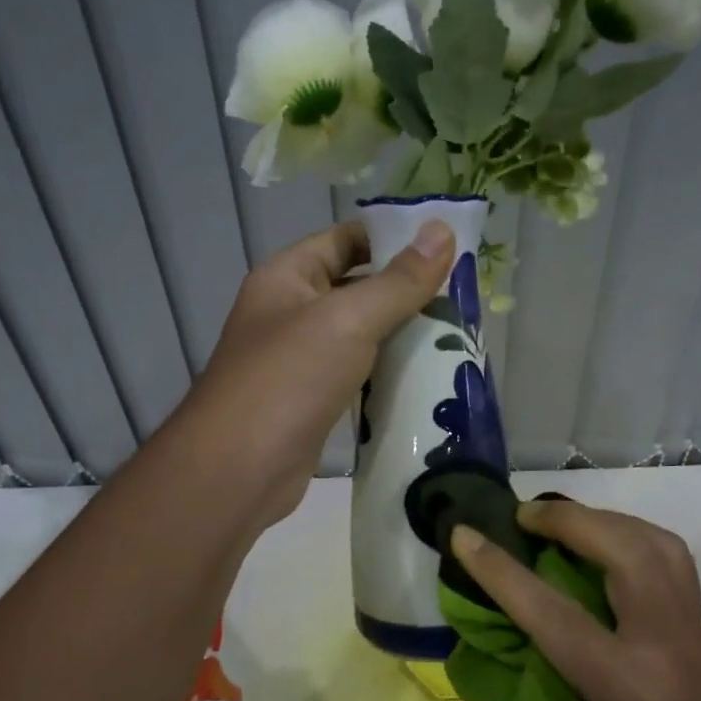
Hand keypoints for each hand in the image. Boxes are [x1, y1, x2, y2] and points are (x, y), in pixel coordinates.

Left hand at [182, 219, 453, 526]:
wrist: (238, 471)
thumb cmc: (288, 379)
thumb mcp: (348, 320)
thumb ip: (398, 281)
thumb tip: (443, 230)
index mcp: (287, 276)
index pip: (346, 239)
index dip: (393, 237)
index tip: (447, 246)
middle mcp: (290, 311)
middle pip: (356, 286)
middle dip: (405, 289)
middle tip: (463, 294)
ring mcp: (301, 359)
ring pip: (360, 334)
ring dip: (401, 333)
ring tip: (456, 331)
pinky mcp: (313, 399)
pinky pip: (357, 373)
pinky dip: (387, 371)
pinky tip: (427, 375)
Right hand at [449, 499, 700, 700]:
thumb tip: (475, 660)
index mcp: (624, 686)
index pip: (550, 611)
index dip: (499, 569)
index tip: (462, 534)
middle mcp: (664, 644)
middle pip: (622, 550)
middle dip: (567, 519)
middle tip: (521, 516)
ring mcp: (693, 630)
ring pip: (655, 543)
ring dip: (603, 519)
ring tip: (561, 520)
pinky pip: (671, 558)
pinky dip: (632, 535)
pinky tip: (604, 545)